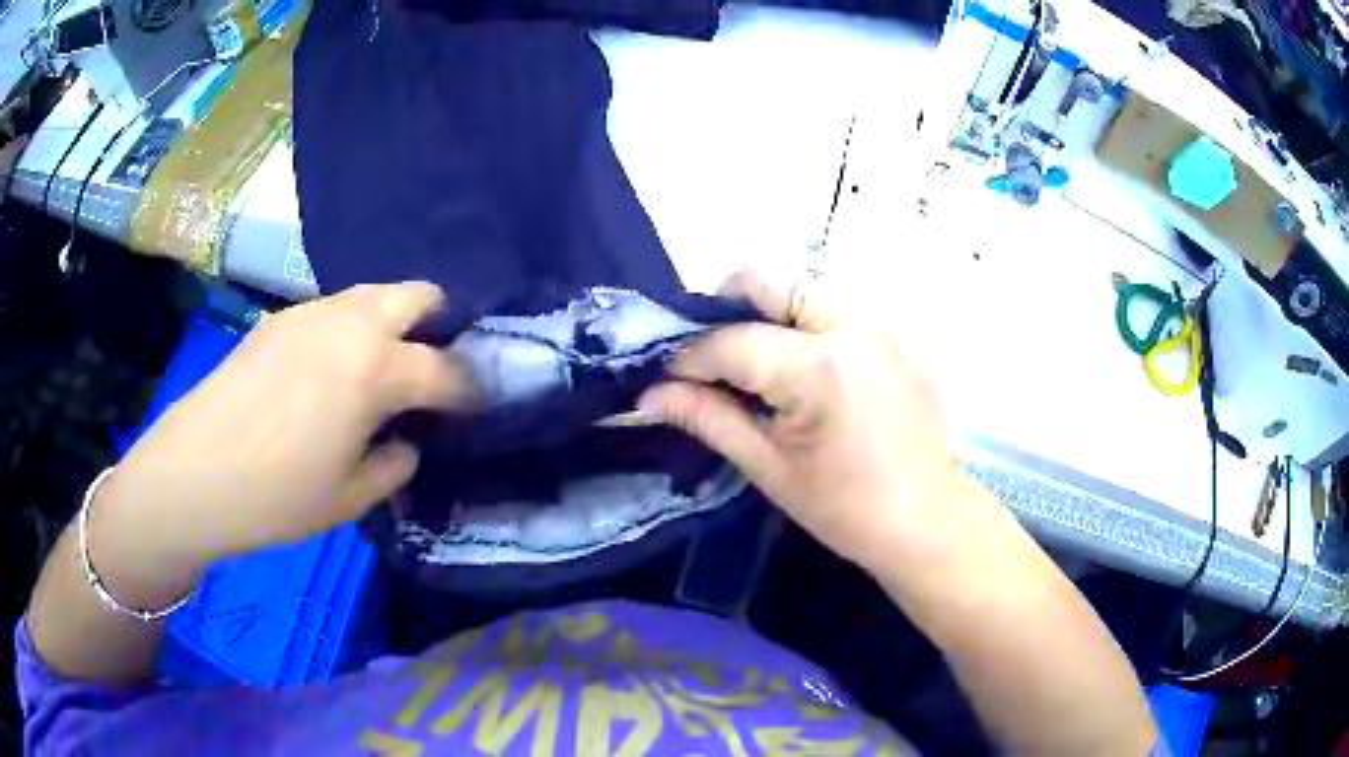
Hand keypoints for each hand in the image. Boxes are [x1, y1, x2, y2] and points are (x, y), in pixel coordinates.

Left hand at [94, 283, 475, 578]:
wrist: (195, 471)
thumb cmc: (277, 495)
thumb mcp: (351, 497)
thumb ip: (394, 463)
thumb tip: (404, 440)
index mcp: (377, 369)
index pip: (448, 369)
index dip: (470, 390)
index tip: (475, 408)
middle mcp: (351, 323)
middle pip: (418, 295)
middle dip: (439, 326)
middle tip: (430, 372)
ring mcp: (312, 313)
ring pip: (373, 295)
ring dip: (392, 325)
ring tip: (380, 371)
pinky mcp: (281, 319)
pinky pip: (334, 310)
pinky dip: (350, 330)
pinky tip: (330, 372)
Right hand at [638, 268, 959, 570]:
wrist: (925, 518)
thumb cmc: (845, 508)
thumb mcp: (769, 467)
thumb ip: (708, 417)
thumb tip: (649, 395)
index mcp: (821, 369)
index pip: (733, 341)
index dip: (689, 356)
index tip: (667, 375)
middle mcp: (854, 324)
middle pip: (770, 278)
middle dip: (727, 307)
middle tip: (711, 351)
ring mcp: (882, 320)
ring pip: (806, 280)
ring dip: (769, 306)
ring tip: (755, 352)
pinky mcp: (897, 328)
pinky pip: (838, 299)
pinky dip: (806, 314)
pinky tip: (799, 354)